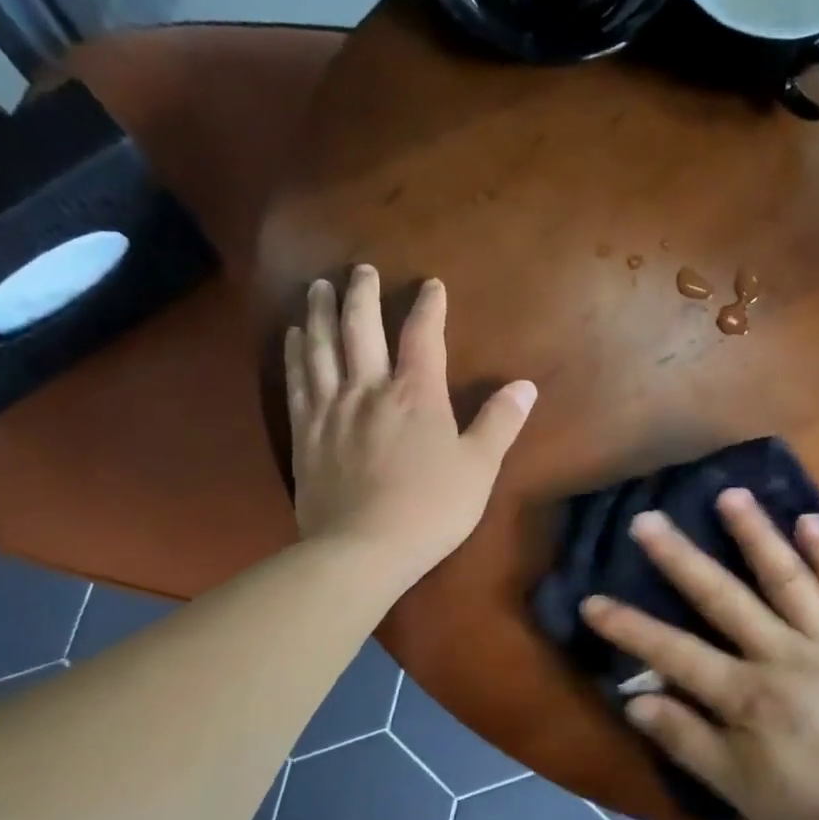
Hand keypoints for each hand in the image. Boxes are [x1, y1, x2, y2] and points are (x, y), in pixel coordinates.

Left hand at [287, 264, 535, 588]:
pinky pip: (297, 380)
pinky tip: (293, 337)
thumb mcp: (479, 469)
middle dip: (362, 294)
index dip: (428, 307)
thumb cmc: (430, 510)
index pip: (423, 337)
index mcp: (416, 396)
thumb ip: (500, 423)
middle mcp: (369, 390)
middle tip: (360, 270)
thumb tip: (525, 385)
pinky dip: (296, 353)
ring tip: (317, 287)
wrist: (363, 550)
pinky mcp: (305, 433)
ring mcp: (331, 409)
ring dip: (320, 312)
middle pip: (359, 328)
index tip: (431, 284)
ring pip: (320, 347)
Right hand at [580, 490, 818, 819]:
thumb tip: (635, 700)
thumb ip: (688, 741)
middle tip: (648, 519)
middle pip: (724, 598)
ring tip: (730, 494)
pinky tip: (810, 520)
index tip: (592, 601)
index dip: (629, 627)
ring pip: (787, 578)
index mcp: (748, 696)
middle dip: (681, 558)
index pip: (674, 653)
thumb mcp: (742, 791)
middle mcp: (784, 655)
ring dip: (757, 534)